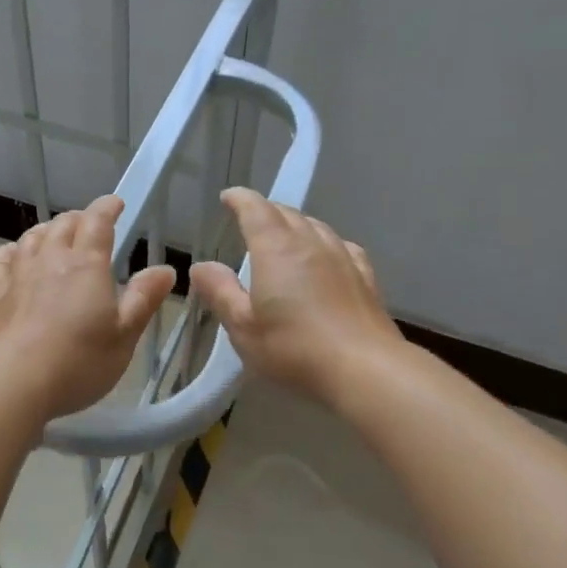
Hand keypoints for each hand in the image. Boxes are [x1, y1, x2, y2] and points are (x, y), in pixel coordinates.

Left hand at [0, 195, 176, 424]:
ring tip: (53, 235)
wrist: (10, 381)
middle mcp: (51, 259)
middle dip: (78, 219)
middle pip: (62, 225)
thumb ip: (144, 299)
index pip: (98, 222)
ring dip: (46, 231)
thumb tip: (165, 269)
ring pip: (31, 238)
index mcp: (87, 265)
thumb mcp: (124, 335)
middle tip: (88, 224)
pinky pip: (1, 260)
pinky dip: (11, 252)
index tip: (116, 203)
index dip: (107, 208)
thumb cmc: (78, 361)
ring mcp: (18, 275)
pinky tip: (13, 257)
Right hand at [189, 188, 400, 404]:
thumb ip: (221, 292)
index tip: (228, 198)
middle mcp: (311, 242)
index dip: (240, 199)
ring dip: (295, 224)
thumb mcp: (243, 326)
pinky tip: (326, 256)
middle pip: (287, 213)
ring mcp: (342, 257)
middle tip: (249, 220)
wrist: (365, 370)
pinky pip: (341, 246)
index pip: (256, 209)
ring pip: (316, 226)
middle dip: (265, 211)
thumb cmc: (294, 348)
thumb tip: (201, 266)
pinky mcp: (365, 277)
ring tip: (284, 236)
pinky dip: (324, 243)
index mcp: (276, 249)